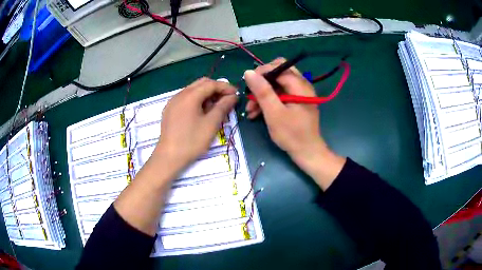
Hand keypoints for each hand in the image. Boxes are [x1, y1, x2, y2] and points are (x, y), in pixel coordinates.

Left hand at [155, 77, 237, 174]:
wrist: (169, 157)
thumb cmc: (192, 141)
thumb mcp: (211, 124)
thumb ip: (223, 107)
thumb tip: (233, 96)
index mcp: (190, 96)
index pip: (211, 84)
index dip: (225, 87)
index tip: (236, 94)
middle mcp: (180, 94)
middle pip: (201, 84)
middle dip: (216, 89)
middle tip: (226, 100)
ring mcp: (172, 102)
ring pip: (193, 91)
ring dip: (206, 95)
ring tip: (216, 109)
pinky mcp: (169, 110)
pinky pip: (185, 99)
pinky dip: (196, 101)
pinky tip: (201, 113)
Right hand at [244, 58, 344, 189]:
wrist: (307, 153)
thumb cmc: (292, 134)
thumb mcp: (274, 113)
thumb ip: (262, 91)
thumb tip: (248, 72)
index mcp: (300, 85)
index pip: (279, 66)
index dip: (262, 72)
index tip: (248, 84)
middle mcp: (301, 85)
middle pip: (278, 73)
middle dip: (262, 83)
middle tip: (250, 95)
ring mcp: (299, 94)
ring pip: (277, 85)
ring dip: (262, 94)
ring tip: (250, 109)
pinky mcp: (296, 102)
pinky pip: (280, 95)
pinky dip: (269, 101)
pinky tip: (257, 112)